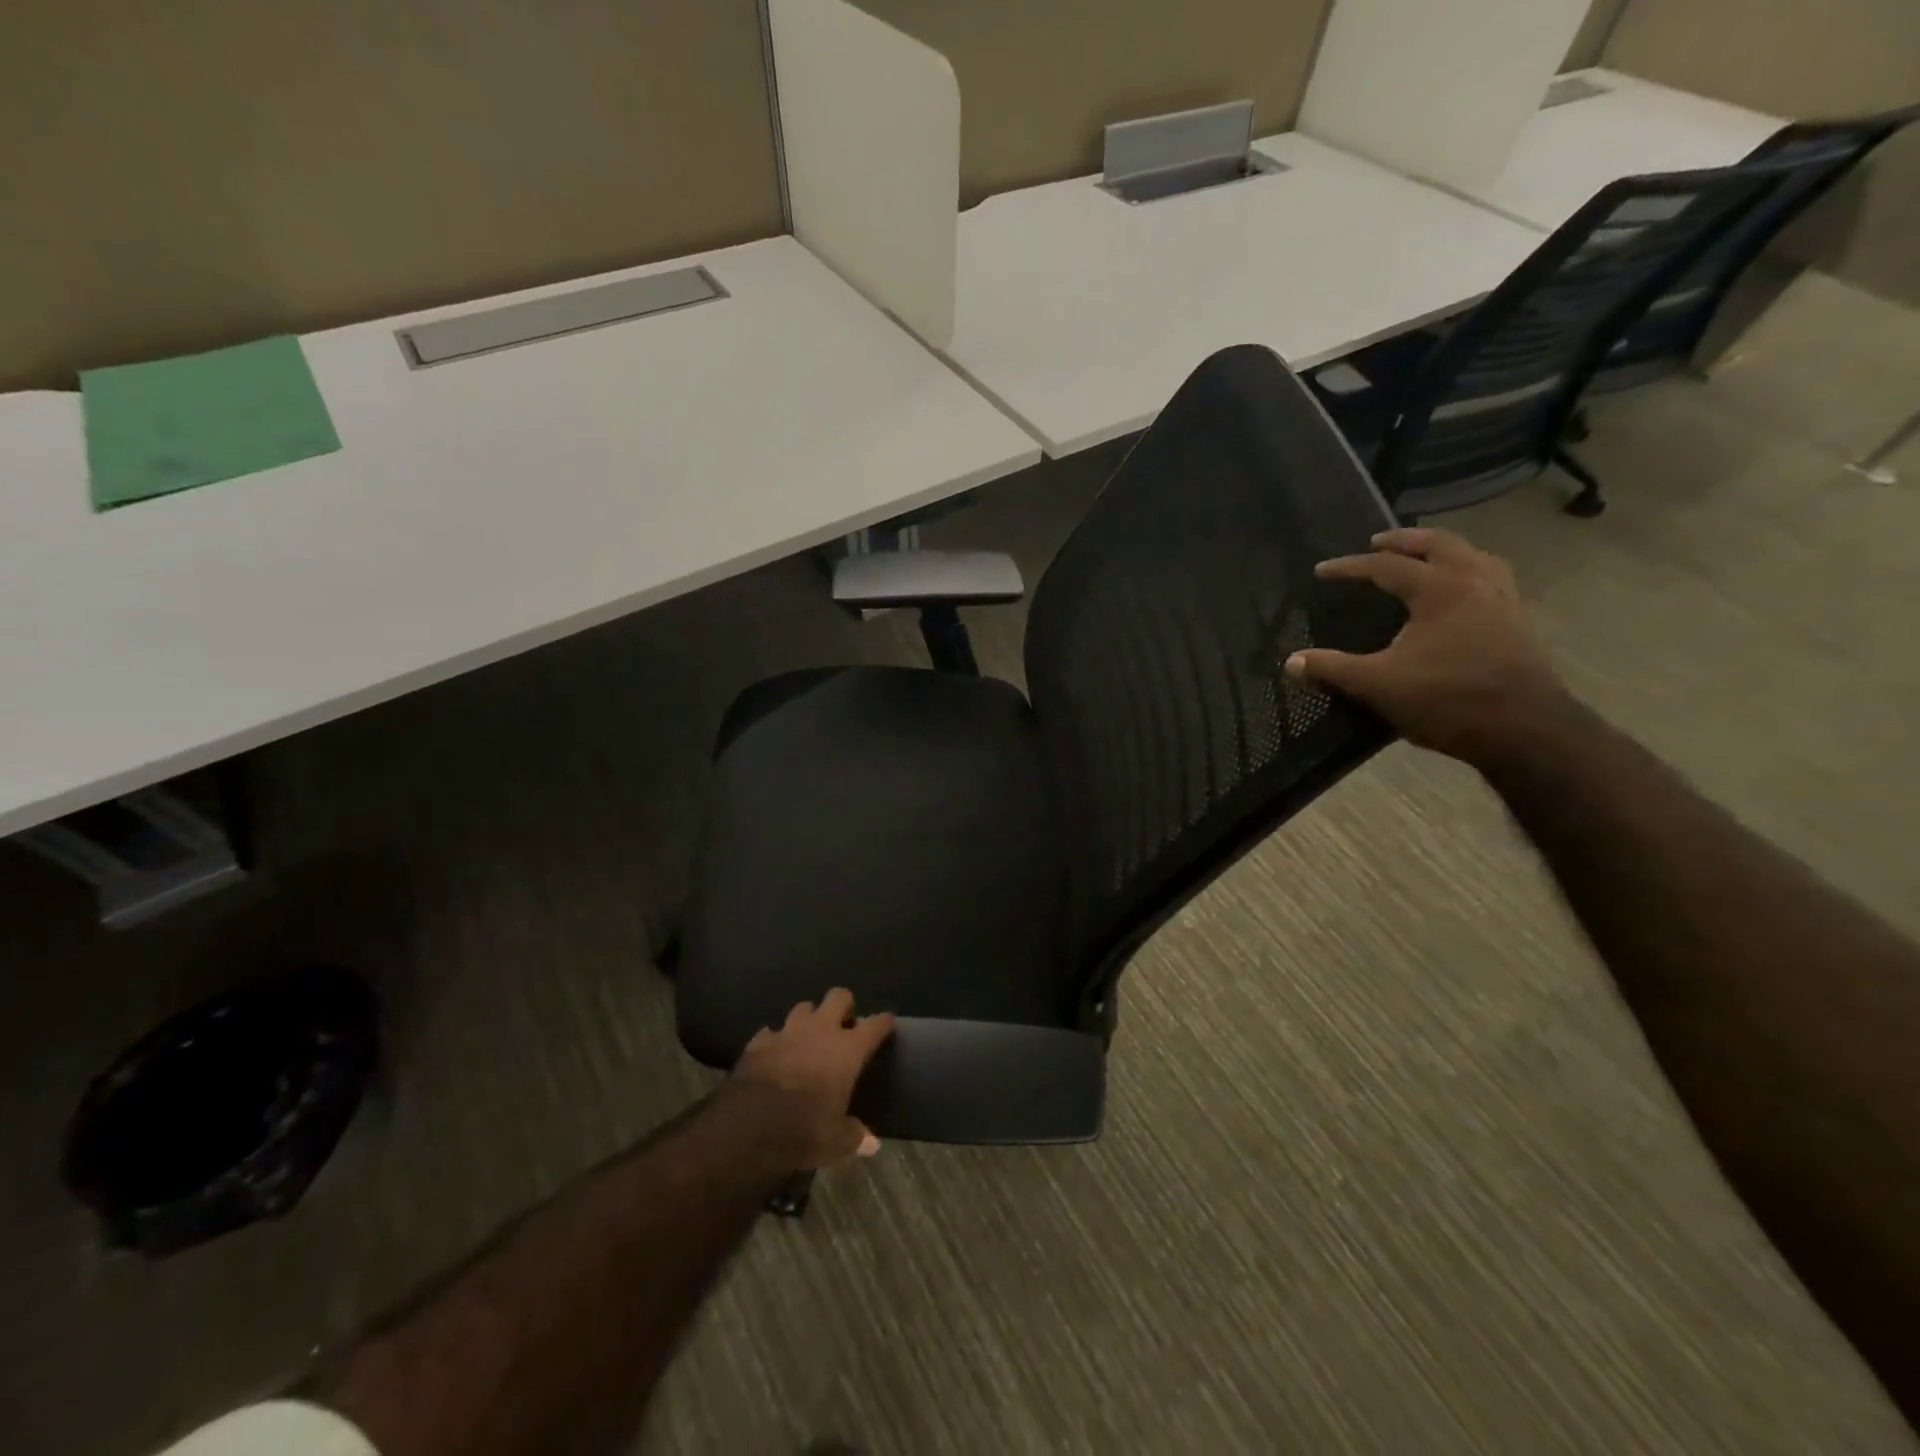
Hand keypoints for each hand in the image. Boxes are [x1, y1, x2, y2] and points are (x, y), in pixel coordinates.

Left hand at [729, 989, 896, 1169]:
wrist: (748, 1127)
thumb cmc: (803, 1131)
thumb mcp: (835, 1142)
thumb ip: (855, 1136)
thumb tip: (871, 1144)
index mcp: (847, 1050)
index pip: (875, 1025)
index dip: (883, 1022)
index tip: (886, 1023)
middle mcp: (820, 1031)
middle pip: (838, 996)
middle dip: (844, 1006)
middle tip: (843, 1025)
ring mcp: (788, 1032)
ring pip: (803, 1007)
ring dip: (809, 1019)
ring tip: (808, 1037)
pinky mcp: (759, 1041)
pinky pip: (771, 1032)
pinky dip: (776, 1040)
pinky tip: (775, 1052)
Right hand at [1285, 527, 1570, 763]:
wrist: (1525, 730)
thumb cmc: (1447, 700)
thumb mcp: (1378, 685)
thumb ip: (1333, 669)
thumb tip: (1291, 662)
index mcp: (1440, 590)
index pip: (1387, 566)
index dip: (1350, 567)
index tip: (1322, 571)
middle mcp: (1476, 583)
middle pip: (1439, 545)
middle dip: (1405, 541)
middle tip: (1377, 542)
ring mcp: (1504, 601)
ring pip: (1474, 557)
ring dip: (1445, 551)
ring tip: (1424, 559)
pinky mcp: (1519, 623)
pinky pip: (1492, 580)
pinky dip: (1470, 573)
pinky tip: (1461, 594)